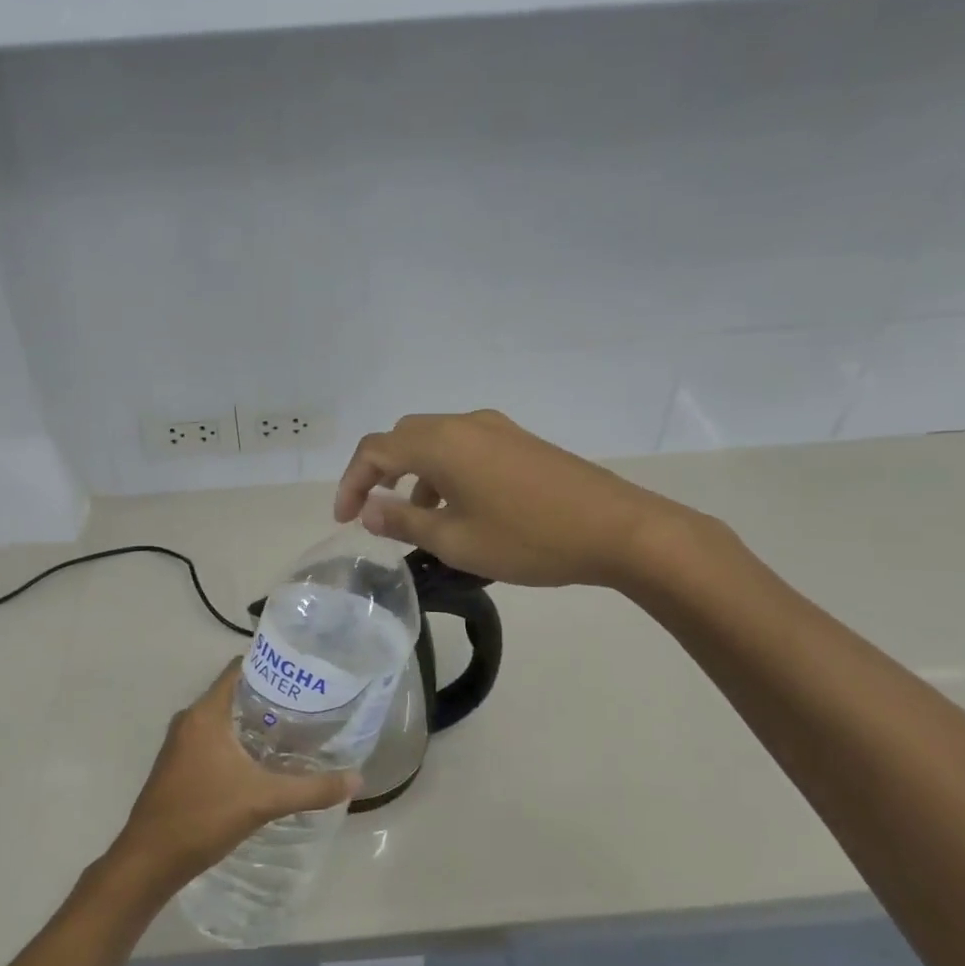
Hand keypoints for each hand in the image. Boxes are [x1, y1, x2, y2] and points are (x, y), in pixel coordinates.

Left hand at [109, 663, 357, 899]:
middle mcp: (190, 720)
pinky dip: (238, 741)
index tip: (303, 672)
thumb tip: (357, 779)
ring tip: (294, 730)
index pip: (239, 669)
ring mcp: (180, 743)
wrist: (149, 861)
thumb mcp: (264, 800)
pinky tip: (263, 760)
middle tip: (308, 704)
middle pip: (234, 693)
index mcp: (205, 714)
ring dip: (254, 721)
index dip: (270, 665)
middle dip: (270, 697)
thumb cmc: (203, 817)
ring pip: (224, 718)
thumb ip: (312, 789)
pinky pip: (214, 738)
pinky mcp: (179, 765)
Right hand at [334, 409, 703, 589]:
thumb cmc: (528, 538)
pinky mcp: (520, 442)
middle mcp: (464, 424)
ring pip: (436, 442)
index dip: (351, 483)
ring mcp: (497, 430)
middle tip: (375, 512)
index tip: (346, 519)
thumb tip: (370, 510)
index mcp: (441, 443)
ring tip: (418, 521)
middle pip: (404, 437)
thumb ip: (404, 522)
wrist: (618, 529)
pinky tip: (460, 510)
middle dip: (380, 472)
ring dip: (415, 474)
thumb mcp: (456, 541)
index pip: (375, 450)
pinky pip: (465, 448)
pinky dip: (445, 472)